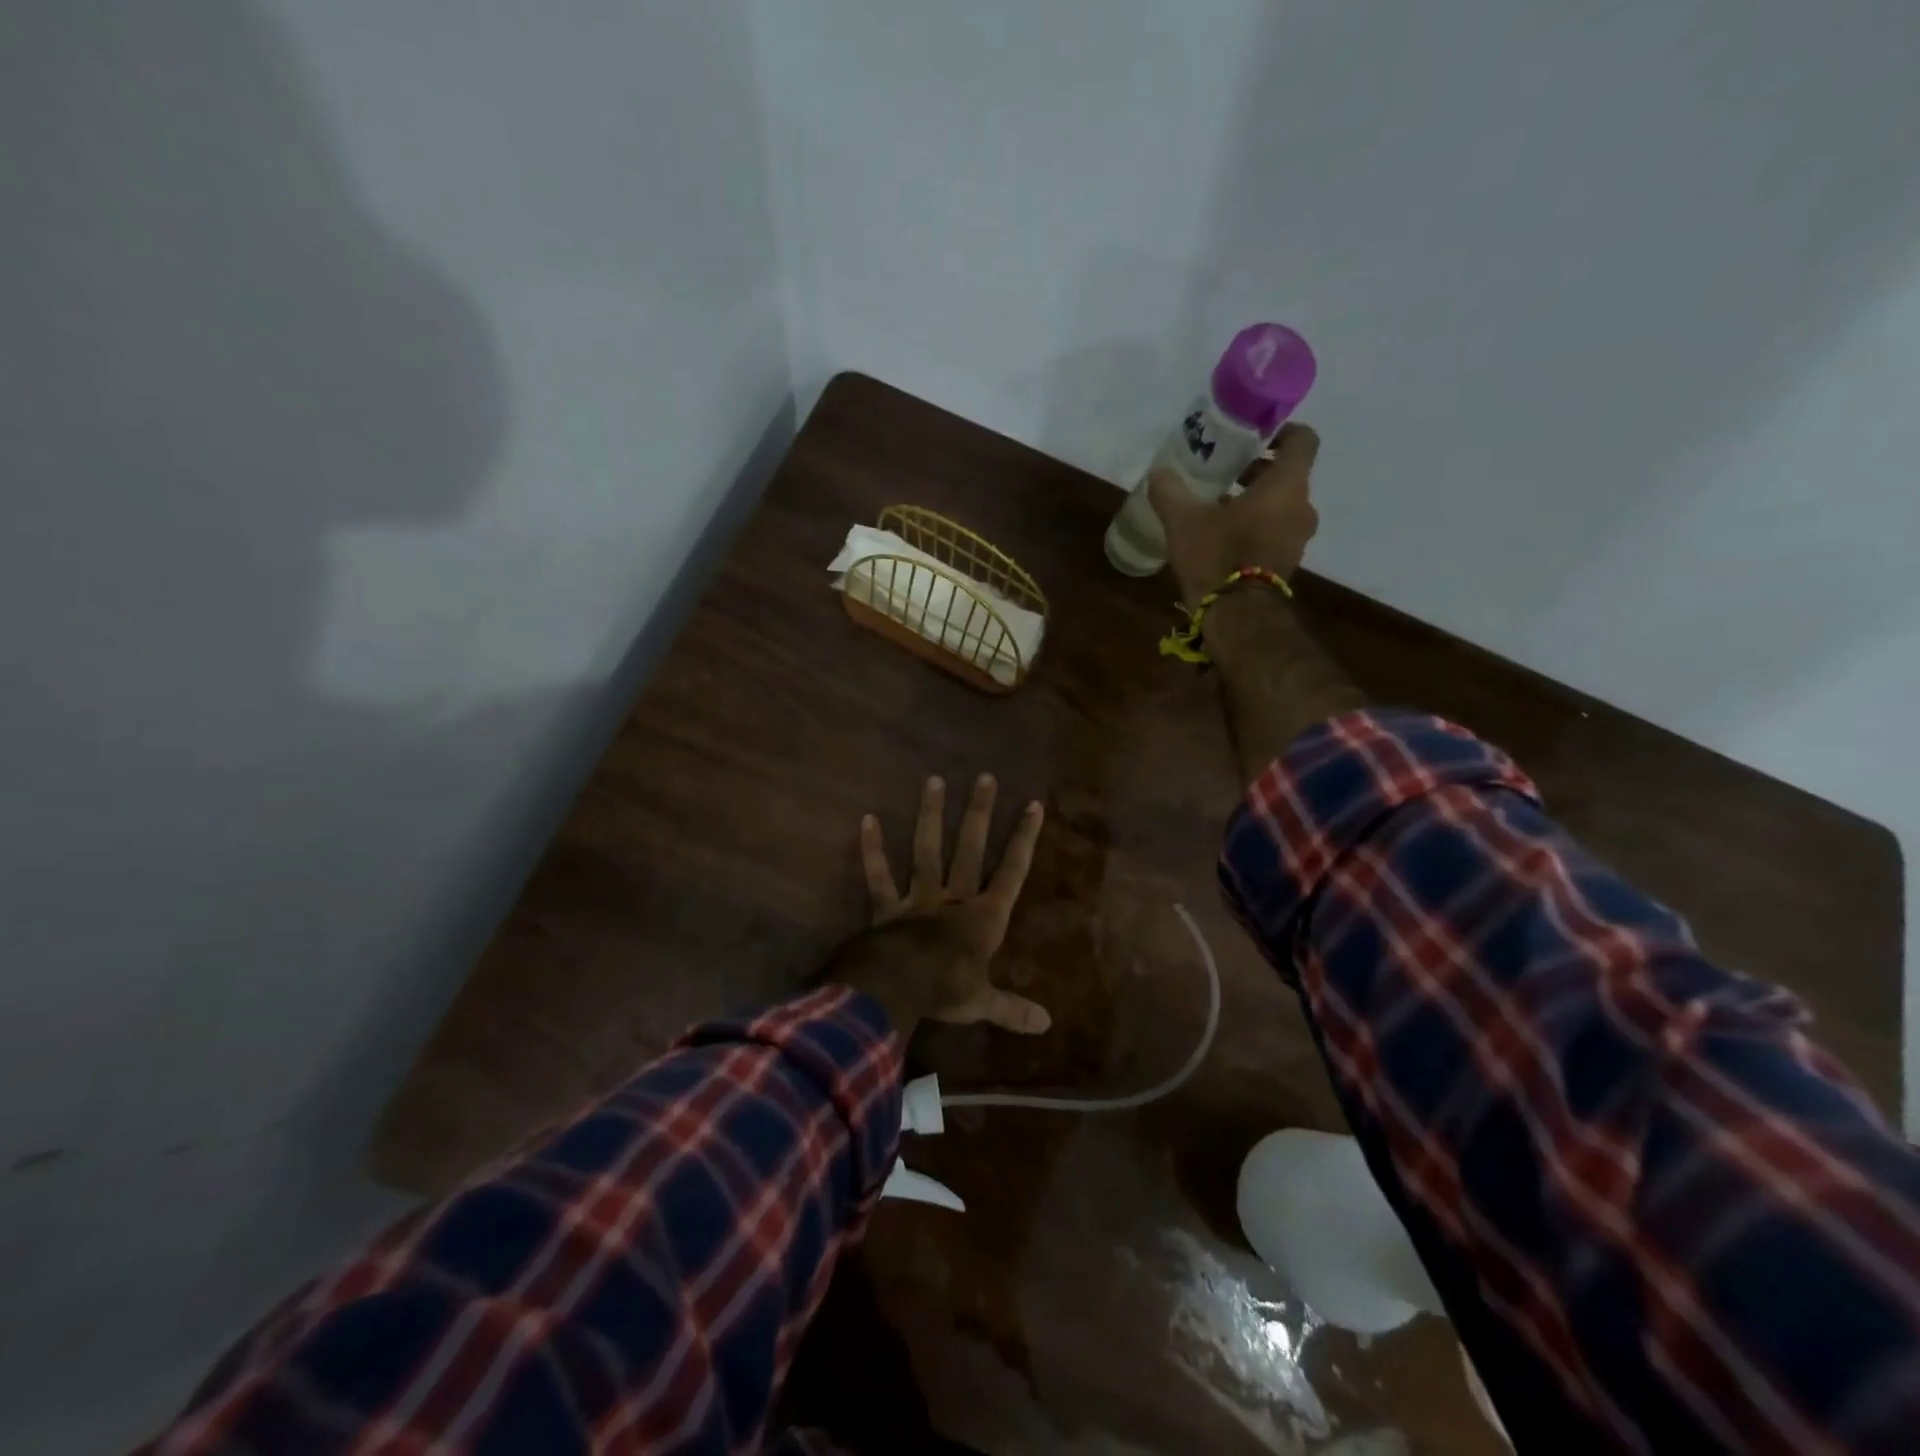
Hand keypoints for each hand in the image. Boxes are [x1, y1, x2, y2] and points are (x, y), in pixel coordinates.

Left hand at [829, 773, 1049, 1038]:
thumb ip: (1012, 1009)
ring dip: (931, 816)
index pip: (1011, 872)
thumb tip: (1046, 1025)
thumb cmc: (946, 992)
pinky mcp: (887, 907)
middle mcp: (954, 899)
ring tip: (933, 780)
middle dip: (979, 813)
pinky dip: (872, 850)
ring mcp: (918, 898)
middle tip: (985, 777)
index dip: (1023, 839)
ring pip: (927, 850)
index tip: (1033, 805)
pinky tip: (867, 819)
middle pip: (970, 848)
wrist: (898, 988)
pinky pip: (879, 876)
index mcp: (983, 918)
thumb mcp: (983, 1003)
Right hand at [1148, 422, 1320, 603]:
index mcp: (1286, 485)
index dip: (1283, 431)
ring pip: (1282, 506)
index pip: (1303, 440)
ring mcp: (1298, 538)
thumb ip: (1170, 492)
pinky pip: (1276, 532)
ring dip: (1256, 502)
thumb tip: (1159, 473)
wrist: (1238, 616)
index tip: (1255, 437)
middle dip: (1258, 471)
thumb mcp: (1183, 520)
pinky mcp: (1288, 563)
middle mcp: (1302, 507)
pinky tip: (1224, 538)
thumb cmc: (1217, 556)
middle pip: (1288, 475)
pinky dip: (1257, 527)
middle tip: (1225, 474)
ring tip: (1219, 509)